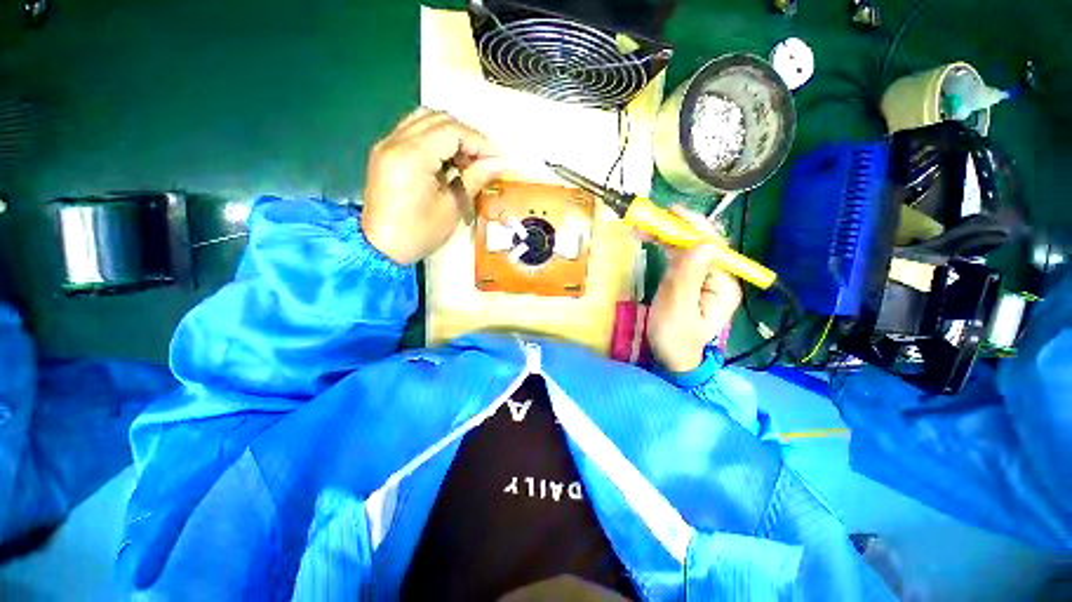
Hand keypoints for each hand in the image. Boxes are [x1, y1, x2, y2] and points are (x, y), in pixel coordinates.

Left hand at [362, 108, 505, 264]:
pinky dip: (435, 140)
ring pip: (425, 120)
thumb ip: (474, 178)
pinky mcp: (385, 153)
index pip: (452, 131)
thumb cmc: (418, 234)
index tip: (497, 160)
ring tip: (466, 161)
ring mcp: (387, 144)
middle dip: (467, 136)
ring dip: (451, 135)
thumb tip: (498, 163)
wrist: (380, 248)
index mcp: (412, 156)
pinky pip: (414, 132)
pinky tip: (447, 162)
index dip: (479, 142)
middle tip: (483, 161)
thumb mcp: (452, 208)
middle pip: (438, 119)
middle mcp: (395, 141)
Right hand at [647, 207, 742, 372]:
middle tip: (650, 219)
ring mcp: (703, 277)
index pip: (712, 247)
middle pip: (700, 243)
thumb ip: (688, 277)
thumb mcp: (678, 309)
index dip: (694, 227)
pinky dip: (664, 245)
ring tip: (645, 226)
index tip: (672, 213)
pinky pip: (678, 256)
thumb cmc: (674, 338)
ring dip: (668, 234)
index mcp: (722, 284)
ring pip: (688, 247)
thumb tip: (702, 243)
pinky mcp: (689, 279)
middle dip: (677, 228)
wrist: (671, 357)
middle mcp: (717, 276)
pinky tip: (651, 238)